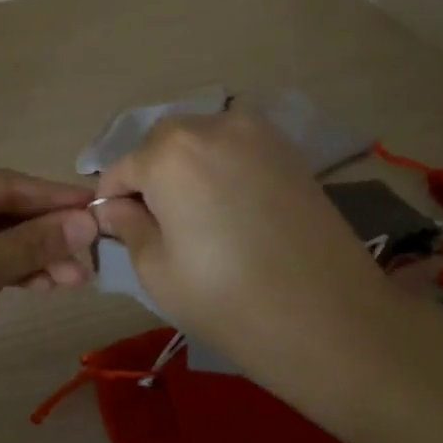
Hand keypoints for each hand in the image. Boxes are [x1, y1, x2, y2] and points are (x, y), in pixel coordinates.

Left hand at [0, 165, 98, 424]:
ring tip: (76, 279)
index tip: (99, 204)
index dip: (53, 197)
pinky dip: (3, 270)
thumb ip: (36, 241)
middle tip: (91, 255)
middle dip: (44, 235)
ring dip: (29, 257)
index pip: (2, 183)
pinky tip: (41, 284)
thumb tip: (89, 220)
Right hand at [92, 109, 385, 364]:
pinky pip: (236, 146)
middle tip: (162, 226)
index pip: (121, 169)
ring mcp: (255, 132)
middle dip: (151, 176)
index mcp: (169, 152)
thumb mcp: (157, 271)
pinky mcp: (287, 148)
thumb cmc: (228, 299)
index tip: (120, 232)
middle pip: (161, 145)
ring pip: (200, 140)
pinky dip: (223, 166)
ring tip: (200, 217)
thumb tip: (116, 207)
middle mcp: (210, 125)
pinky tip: (234, 208)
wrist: (328, 317)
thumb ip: (128, 226)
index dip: (114, 202)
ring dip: (188, 167)